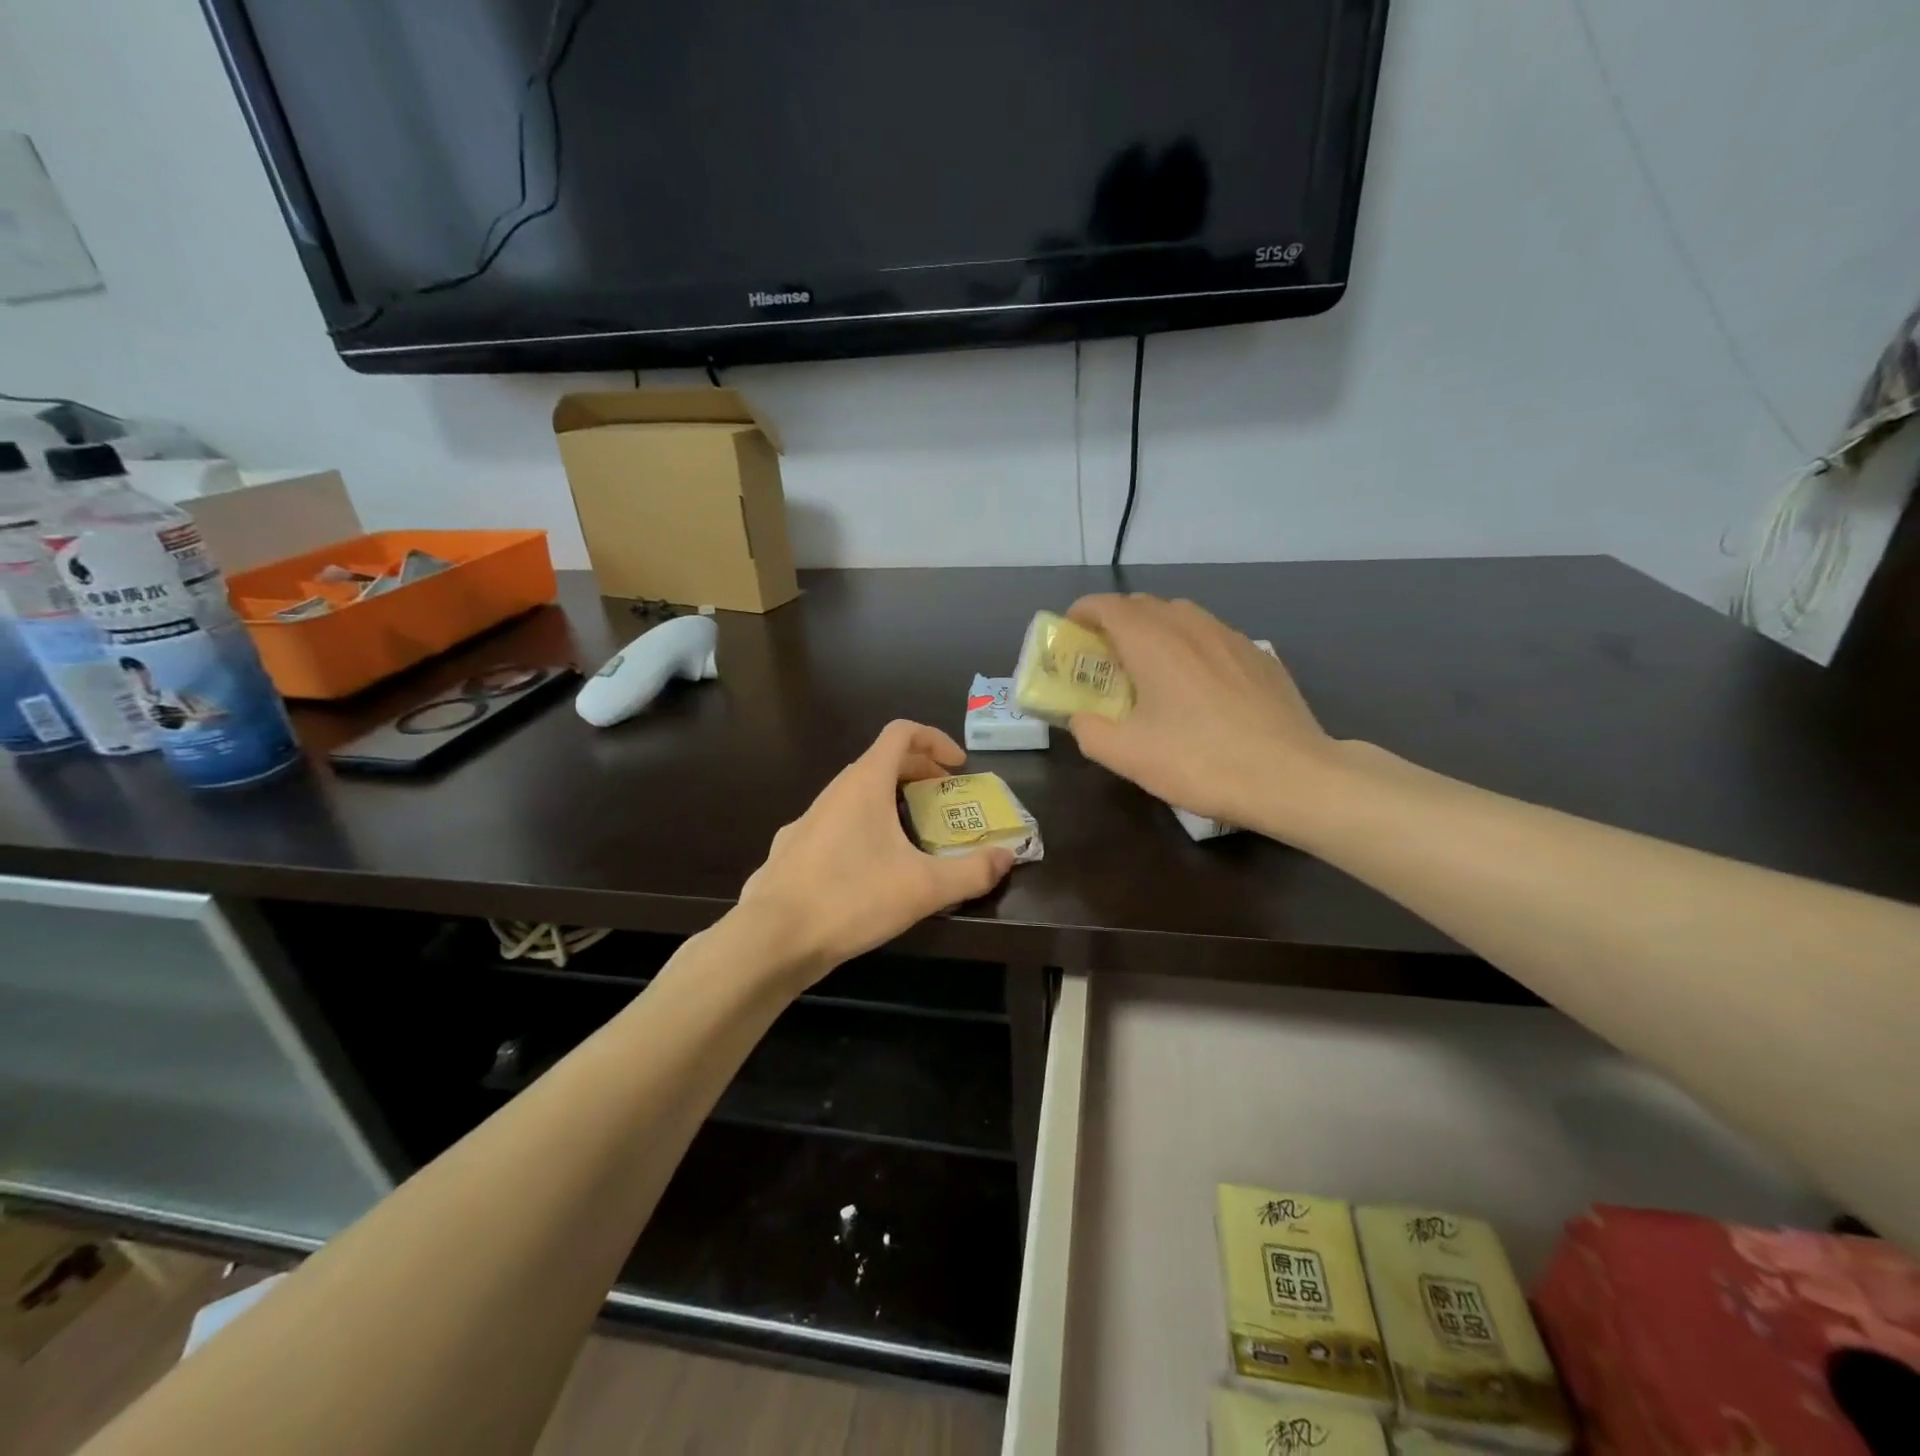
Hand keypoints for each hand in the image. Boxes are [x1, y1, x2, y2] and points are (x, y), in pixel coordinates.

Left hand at [736, 720, 1015, 983]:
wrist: (773, 938)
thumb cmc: (852, 899)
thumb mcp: (924, 888)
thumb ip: (972, 872)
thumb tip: (1007, 858)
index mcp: (865, 784)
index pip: (901, 733)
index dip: (935, 739)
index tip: (958, 766)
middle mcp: (834, 792)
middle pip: (881, 761)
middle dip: (918, 772)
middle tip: (944, 798)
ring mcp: (807, 819)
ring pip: (856, 793)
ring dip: (889, 799)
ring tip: (912, 833)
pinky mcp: (792, 848)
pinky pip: (836, 821)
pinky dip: (862, 826)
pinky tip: (868, 867)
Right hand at [1065, 594, 1338, 841]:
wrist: (1293, 776)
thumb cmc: (1201, 762)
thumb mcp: (1128, 756)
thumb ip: (1089, 731)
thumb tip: (1080, 718)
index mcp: (1153, 641)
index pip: (1107, 606)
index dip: (1081, 614)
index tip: (1069, 635)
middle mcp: (1190, 625)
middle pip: (1143, 605)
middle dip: (1115, 623)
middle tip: (1103, 659)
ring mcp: (1231, 637)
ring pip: (1181, 617)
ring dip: (1154, 631)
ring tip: (1148, 668)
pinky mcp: (1259, 656)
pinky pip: (1211, 636)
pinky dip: (1189, 646)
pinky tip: (1196, 685)